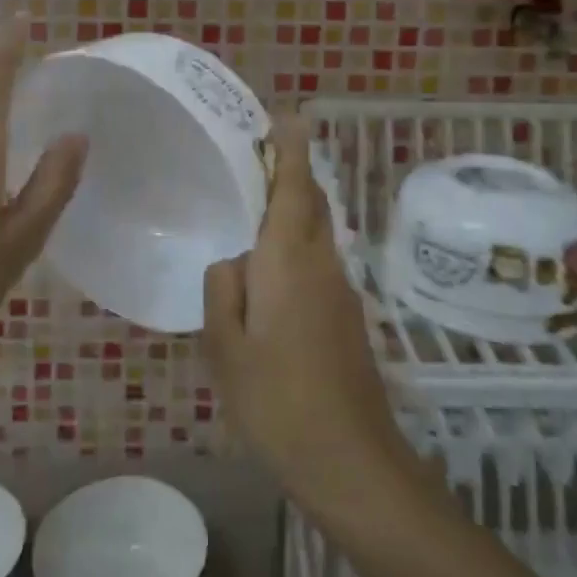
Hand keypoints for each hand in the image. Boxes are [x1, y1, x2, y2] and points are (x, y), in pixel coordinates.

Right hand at [203, 116, 416, 518]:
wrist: (352, 461)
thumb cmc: (278, 402)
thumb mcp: (227, 348)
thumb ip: (224, 290)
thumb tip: (234, 262)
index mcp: (289, 261)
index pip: (295, 188)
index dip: (292, 148)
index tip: (287, 115)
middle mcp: (321, 264)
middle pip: (311, 202)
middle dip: (293, 171)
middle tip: (259, 155)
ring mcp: (340, 290)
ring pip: (316, 232)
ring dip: (294, 207)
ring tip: (255, 206)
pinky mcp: (347, 316)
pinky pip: (318, 262)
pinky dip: (297, 245)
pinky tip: (270, 273)